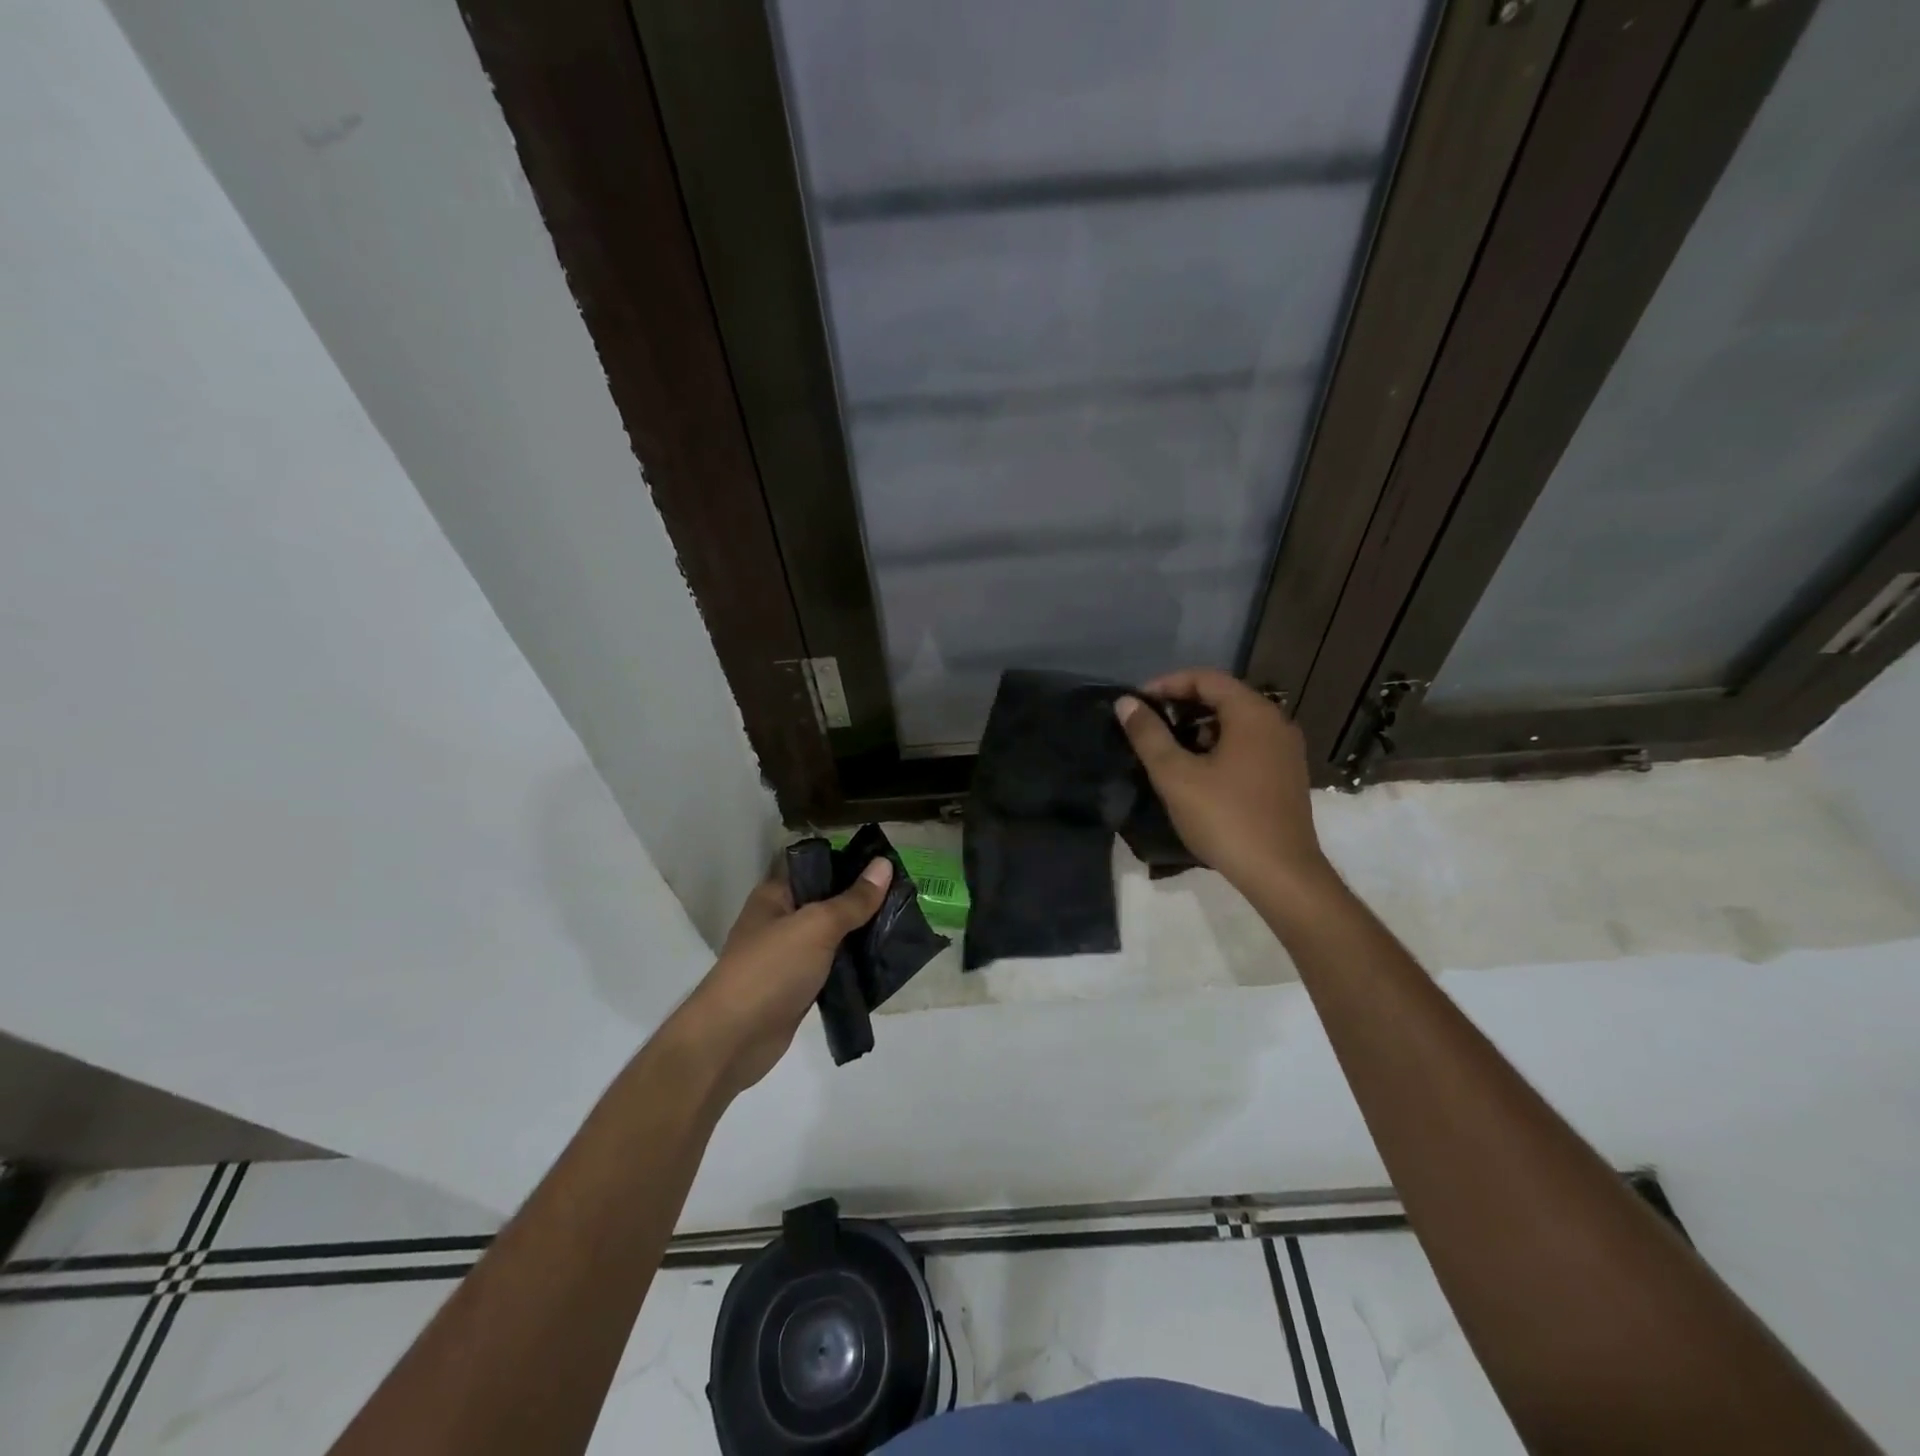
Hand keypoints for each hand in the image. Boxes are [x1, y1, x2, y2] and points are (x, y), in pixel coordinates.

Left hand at [669, 857, 892, 1099]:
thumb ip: (852, 900)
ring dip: (861, 934)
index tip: (889, 864)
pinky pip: (831, 967)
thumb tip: (884, 864)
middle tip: (905, 895)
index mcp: (775, 895)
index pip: (816, 866)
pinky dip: (853, 965)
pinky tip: (883, 961)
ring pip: (832, 937)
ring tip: (902, 924)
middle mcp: (780, 921)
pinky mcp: (798, 988)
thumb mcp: (816, 926)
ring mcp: (788, 956)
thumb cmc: (771, 969)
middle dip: (862, 900)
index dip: (850, 863)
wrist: (732, 1041)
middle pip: (827, 901)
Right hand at [1116, 668, 1328, 894]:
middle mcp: (1276, 723)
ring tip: (1167, 751)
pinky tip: (1198, 774)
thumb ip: (1148, 735)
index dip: (1167, 684)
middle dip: (1181, 706)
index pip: (1206, 678)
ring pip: (1236, 723)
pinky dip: (1219, 747)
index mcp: (1253, 714)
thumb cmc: (1226, 818)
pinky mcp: (1287, 775)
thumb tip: (1125, 703)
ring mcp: (1286, 750)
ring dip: (1199, 729)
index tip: (1138, 704)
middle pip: (1223, 697)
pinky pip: (1248, 745)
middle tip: (1148, 726)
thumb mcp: (1176, 776)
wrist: (1281, 874)